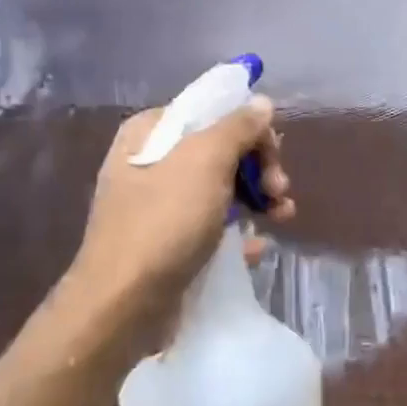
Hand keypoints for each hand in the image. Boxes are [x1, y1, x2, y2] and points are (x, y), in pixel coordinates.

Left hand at [62, 97, 293, 345]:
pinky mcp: (169, 241)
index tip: (274, 157)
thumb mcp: (205, 161)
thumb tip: (261, 102)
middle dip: (258, 168)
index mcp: (151, 132)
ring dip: (258, 198)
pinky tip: (258, 246)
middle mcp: (152, 161)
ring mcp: (159, 204)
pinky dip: (239, 231)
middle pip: (221, 150)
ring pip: (222, 188)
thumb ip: (238, 127)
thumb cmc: (164, 221)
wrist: (124, 302)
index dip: (251, 130)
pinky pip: (213, 225)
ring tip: (282, 217)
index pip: (213, 112)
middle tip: (279, 190)